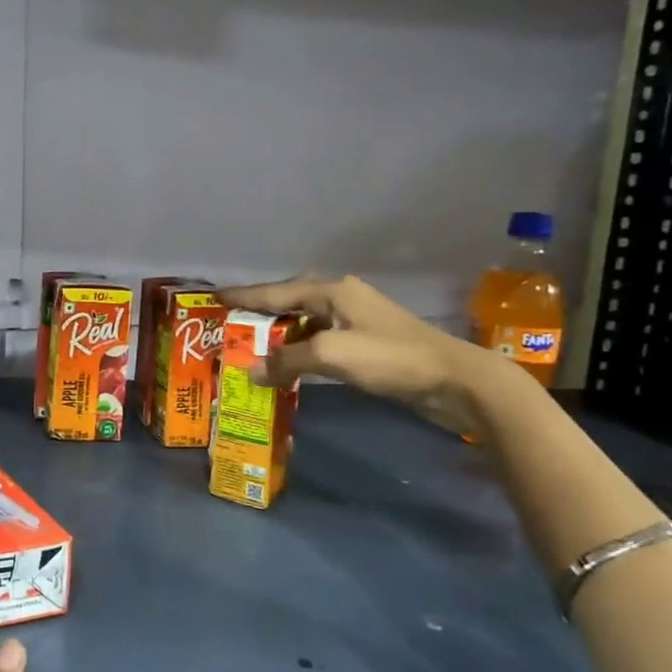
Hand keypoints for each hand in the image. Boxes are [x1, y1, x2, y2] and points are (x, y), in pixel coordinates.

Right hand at [216, 272, 505, 434]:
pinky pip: (320, 341)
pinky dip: (299, 350)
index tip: (214, 296)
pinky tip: (288, 364)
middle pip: (289, 302)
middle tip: (229, 324)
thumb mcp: (332, 355)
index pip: (275, 291)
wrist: (456, 381)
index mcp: (331, 291)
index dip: (243, 296)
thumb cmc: (391, 357)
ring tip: (250, 347)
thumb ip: (287, 361)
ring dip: (279, 336)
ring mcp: (356, 320)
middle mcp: (341, 298)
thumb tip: (250, 371)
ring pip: (305, 323)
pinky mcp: (367, 343)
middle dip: (258, 313)